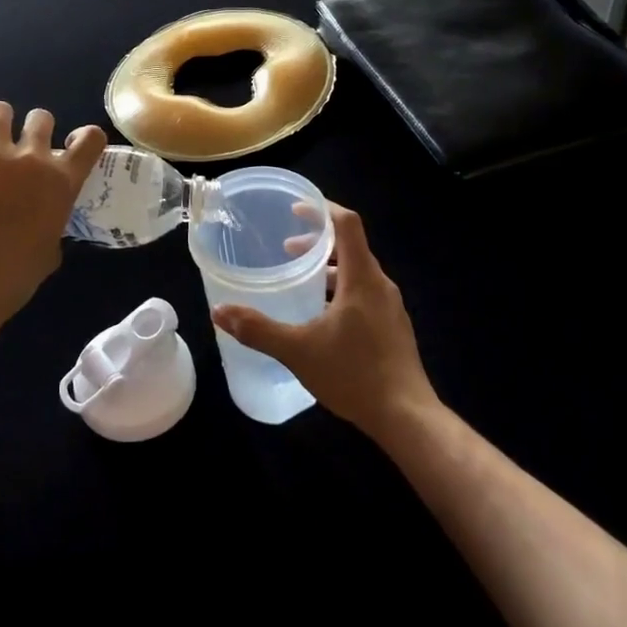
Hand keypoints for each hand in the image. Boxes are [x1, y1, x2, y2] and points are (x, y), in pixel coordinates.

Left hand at [0, 102, 106, 354]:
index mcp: (61, 181)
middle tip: (22, 147)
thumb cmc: (12, 278)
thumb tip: (43, 215)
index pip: (91, 138)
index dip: (84, 137)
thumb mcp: (50, 250)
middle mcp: (31, 157)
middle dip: (35, 128)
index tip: (71, 145)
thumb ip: (52, 220)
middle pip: (41, 117)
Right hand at [212, 203, 438, 440]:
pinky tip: (322, 318)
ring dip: (329, 268)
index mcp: (362, 278)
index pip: (347, 224)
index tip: (296, 208)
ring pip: (357, 272)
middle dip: (318, 242)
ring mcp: (390, 307)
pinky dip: (340, 290)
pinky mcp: (393, 328)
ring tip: (300, 282)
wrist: (407, 418)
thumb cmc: (354, 374)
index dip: (322, 209)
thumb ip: (258, 329)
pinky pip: (364, 293)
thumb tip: (219, 312)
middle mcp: (380, 285)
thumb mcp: (298, 350)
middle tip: (286, 250)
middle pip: (351, 246)